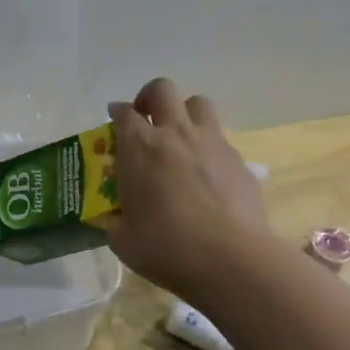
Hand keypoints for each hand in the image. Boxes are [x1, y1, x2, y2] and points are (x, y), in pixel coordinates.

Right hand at [104, 77, 276, 300]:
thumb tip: (110, 217)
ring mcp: (212, 143)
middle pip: (162, 90)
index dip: (116, 114)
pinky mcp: (239, 160)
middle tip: (146, 120)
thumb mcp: (123, 240)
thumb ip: (113, 221)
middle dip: (149, 98)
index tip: (113, 122)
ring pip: (198, 103)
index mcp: (140, 148)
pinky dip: (208, 147)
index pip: (123, 113)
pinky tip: (206, 175)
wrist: (231, 259)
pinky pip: (220, 139)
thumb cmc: (167, 248)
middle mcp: (175, 133)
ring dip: (184, 113)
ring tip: (179, 138)